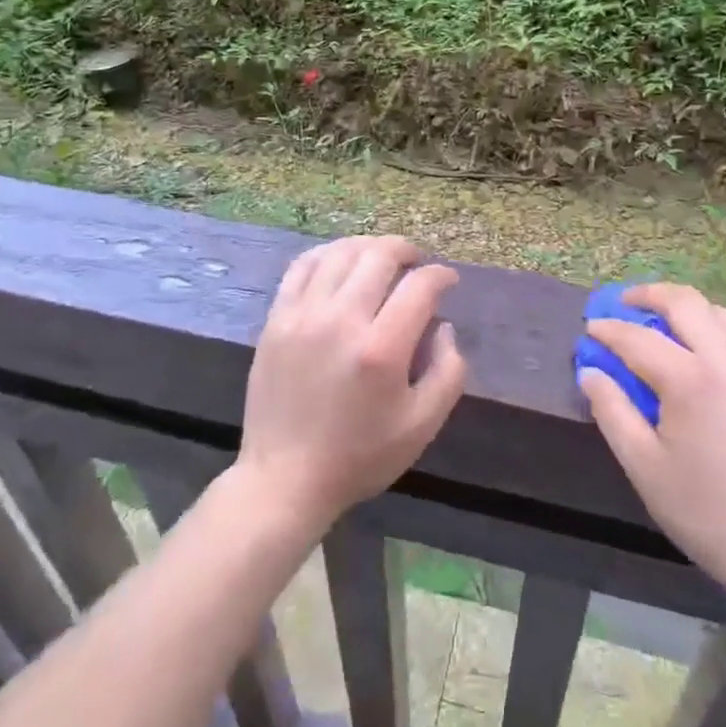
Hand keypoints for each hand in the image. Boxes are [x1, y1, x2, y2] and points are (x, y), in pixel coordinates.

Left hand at [237, 236, 468, 529]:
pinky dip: (328, 254)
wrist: (285, 479)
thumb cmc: (359, 456)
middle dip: (406, 250)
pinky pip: (303, 266)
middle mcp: (341, 321)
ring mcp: (303, 315)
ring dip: (369, 247)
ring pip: (341, 253)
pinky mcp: (276, 319)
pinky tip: (340, 261)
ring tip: (381, 258)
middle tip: (416, 262)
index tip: (448, 280)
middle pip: (379, 256)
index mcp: (381, 350)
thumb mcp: (422, 426)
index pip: (419, 286)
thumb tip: (443, 326)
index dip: (441, 275)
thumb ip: (448, 372)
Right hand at [579, 283, 725, 620]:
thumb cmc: (710, 516)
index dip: (609, 331)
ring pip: (721, 313)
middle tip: (623, 303)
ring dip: (687, 307)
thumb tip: (591, 372)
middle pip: (686, 303)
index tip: (589, 329)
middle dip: (649, 295)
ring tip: (663, 321)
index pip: (639, 339)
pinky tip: (703, 353)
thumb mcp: (646, 469)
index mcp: (692, 382)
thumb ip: (613, 412)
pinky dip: (716, 328)